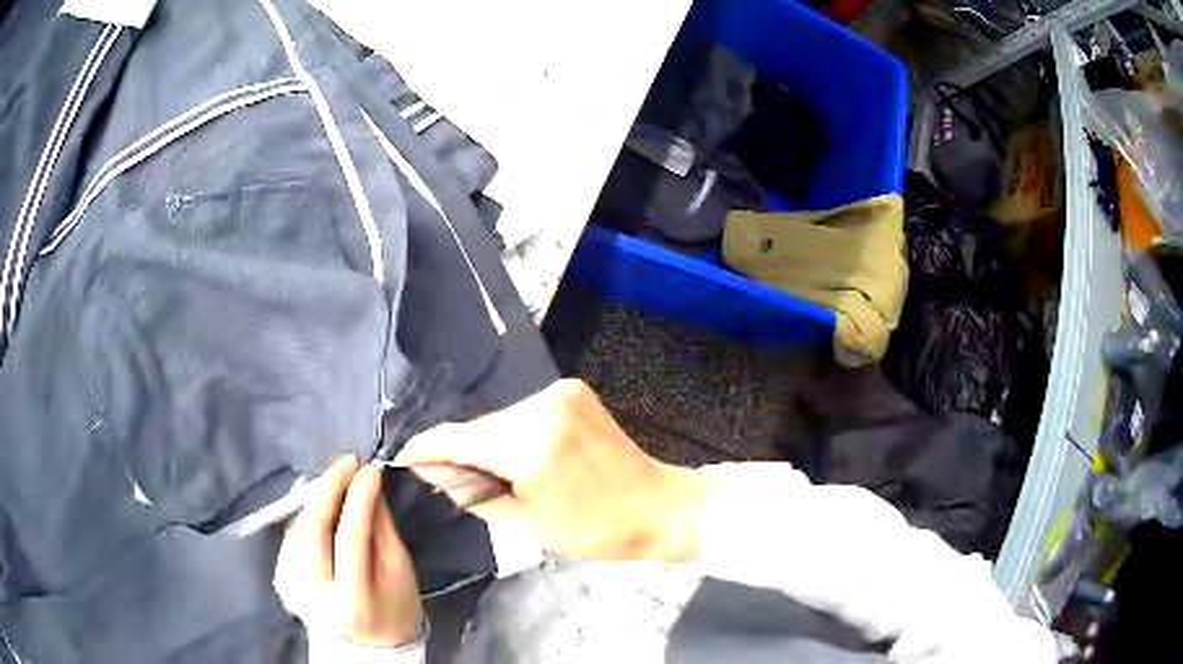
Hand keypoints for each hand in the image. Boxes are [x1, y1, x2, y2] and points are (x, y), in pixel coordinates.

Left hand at [273, 455, 421, 646]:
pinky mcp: (281, 582)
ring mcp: (291, 589)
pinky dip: (308, 517)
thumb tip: (367, 486)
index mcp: (352, 600)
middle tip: (348, 462)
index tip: (369, 468)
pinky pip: (292, 537)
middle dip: (329, 487)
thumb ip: (382, 529)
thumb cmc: (394, 609)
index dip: (359, 497)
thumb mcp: (400, 572)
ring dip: (318, 500)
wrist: (368, 647)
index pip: (350, 537)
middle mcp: (314, 595)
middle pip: (312, 528)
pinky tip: (324, 513)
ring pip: (299, 528)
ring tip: (340, 484)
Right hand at [396, 379, 705, 562]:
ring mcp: (560, 393)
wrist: (654, 506)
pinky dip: (513, 433)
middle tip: (451, 478)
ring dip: (489, 442)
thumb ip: (469, 491)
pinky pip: (524, 412)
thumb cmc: (591, 529)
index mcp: (530, 444)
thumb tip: (431, 469)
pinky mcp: (572, 390)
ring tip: (495, 473)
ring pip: (500, 418)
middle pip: (479, 426)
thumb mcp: (523, 521)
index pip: (459, 438)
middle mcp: (542, 406)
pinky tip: (521, 455)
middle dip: (460, 450)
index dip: (426, 447)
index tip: (403, 456)